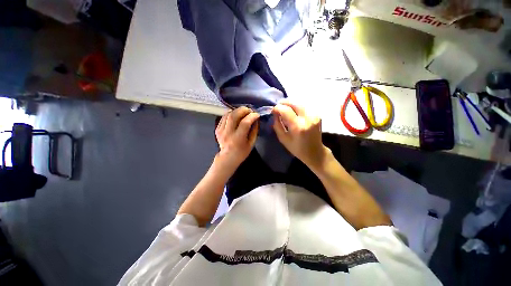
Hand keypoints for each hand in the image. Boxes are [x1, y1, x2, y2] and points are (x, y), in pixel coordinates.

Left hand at [215, 107, 259, 170]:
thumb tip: (255, 119)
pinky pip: (224, 117)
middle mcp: (228, 133)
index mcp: (238, 139)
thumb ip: (254, 131)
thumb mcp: (251, 143)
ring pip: (228, 114)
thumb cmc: (241, 152)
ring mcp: (221, 130)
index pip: (245, 123)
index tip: (257, 114)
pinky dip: (231, 114)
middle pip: (233, 115)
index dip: (252, 116)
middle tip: (249, 110)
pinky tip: (236, 115)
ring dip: (237, 110)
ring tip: (243, 112)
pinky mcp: (217, 129)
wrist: (227, 158)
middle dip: (243, 110)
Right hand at [272, 100, 328, 169]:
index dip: (277, 108)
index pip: (286, 110)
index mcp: (298, 126)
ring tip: (284, 110)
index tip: (273, 111)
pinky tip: (293, 112)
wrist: (315, 152)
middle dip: (284, 103)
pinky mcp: (317, 115)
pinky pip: (304, 107)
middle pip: (294, 103)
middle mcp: (307, 118)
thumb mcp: (283, 139)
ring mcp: (314, 115)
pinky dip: (297, 107)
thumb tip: (275, 114)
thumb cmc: (297, 148)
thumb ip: (277, 125)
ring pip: (299, 103)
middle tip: (278, 107)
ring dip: (290, 104)